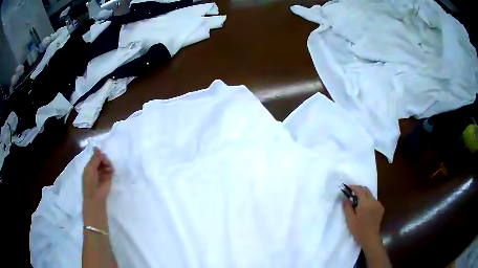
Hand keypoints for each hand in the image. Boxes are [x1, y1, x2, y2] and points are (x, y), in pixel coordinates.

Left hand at [82, 147, 113, 228]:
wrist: (96, 197)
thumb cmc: (90, 182)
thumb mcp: (90, 168)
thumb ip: (95, 158)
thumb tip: (97, 148)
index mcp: (89, 167)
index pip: (94, 157)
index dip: (98, 154)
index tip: (101, 152)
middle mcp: (96, 169)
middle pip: (101, 159)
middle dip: (103, 158)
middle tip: (105, 161)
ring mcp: (102, 174)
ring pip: (106, 163)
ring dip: (107, 163)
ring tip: (108, 166)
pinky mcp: (109, 178)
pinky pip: (110, 169)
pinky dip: (111, 168)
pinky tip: (110, 170)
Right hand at [343, 185, 383, 250]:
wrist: (370, 238)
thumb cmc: (358, 230)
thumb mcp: (350, 219)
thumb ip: (347, 207)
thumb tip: (345, 198)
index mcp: (365, 203)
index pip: (359, 190)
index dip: (353, 187)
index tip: (347, 187)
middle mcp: (373, 201)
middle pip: (366, 190)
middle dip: (359, 189)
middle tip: (351, 193)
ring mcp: (378, 204)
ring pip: (370, 195)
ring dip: (363, 195)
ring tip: (357, 202)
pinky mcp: (380, 208)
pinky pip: (373, 200)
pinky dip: (368, 201)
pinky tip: (364, 208)